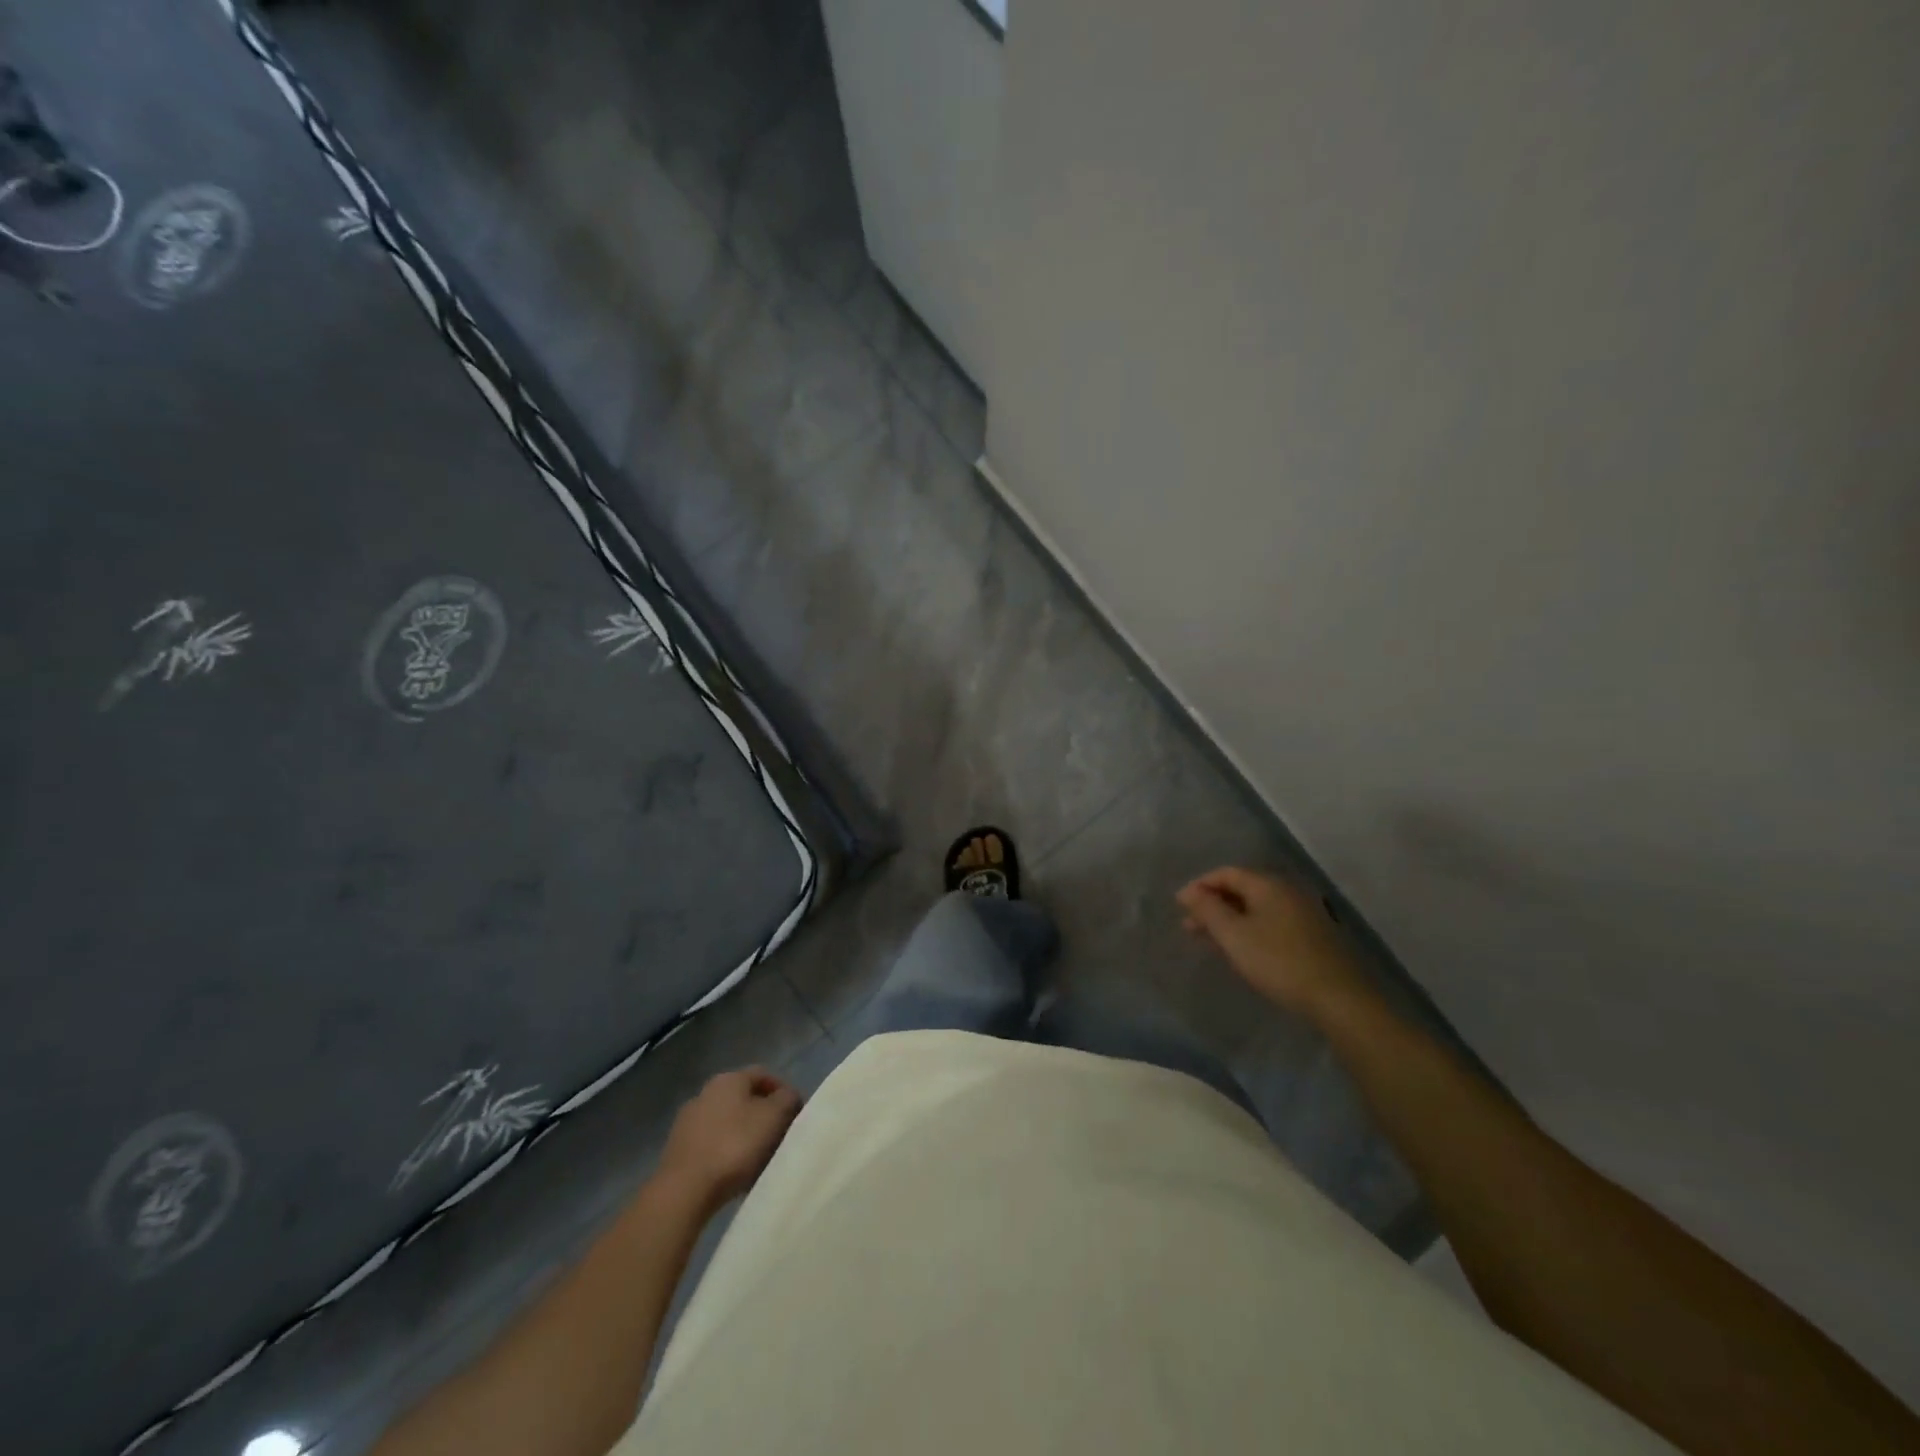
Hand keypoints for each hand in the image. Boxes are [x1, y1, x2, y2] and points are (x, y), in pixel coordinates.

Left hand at [657, 1068, 803, 1212]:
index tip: (796, 1114)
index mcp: (729, 1079)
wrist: (684, 1191)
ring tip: (760, 1160)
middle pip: (744, 1098)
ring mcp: (687, 1121)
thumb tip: (787, 1096)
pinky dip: (726, 1153)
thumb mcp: (774, 1117)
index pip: (763, 1074)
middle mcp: (705, 1092)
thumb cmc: (734, 1146)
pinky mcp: (678, 1150)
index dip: (783, 1091)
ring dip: (745, 1135)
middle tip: (780, 1137)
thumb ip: (787, 1099)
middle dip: (763, 1115)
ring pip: (727, 1122)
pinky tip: (735, 1173)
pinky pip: (711, 1144)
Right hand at [1176, 866, 1368, 1020]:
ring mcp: (1303, 913)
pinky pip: (1271, 922)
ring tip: (1209, 939)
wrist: (1338, 998)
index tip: (1179, 906)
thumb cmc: (1277, 961)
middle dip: (1213, 904)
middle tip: (1189, 926)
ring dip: (1229, 919)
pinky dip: (1249, 929)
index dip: (1199, 886)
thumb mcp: (1233, 934)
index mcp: (1268, 885)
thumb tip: (1189, 891)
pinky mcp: (1312, 936)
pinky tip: (1240, 949)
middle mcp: (1287, 891)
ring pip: (1256, 908)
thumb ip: (1208, 909)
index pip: (1226, 873)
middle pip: (1242, 889)